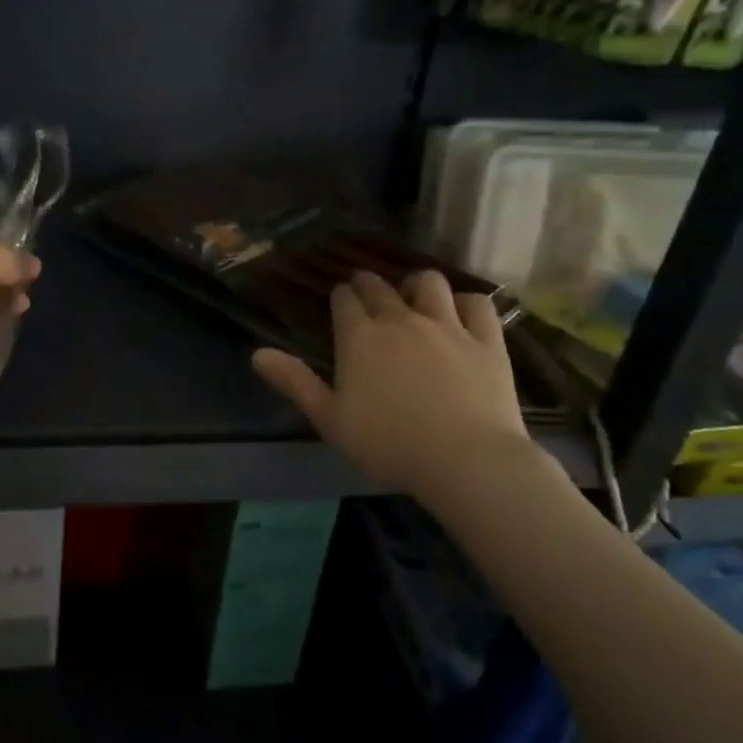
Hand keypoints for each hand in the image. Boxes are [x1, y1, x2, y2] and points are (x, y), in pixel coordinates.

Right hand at [252, 270, 533, 497]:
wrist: (465, 460)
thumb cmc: (388, 444)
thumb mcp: (330, 419)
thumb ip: (294, 382)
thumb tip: (256, 354)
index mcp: (359, 337)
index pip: (344, 300)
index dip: (341, 298)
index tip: (341, 303)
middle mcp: (400, 320)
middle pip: (380, 287)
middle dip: (369, 285)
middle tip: (367, 293)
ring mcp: (447, 325)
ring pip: (430, 283)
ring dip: (417, 284)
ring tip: (414, 296)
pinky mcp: (486, 339)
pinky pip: (476, 303)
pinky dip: (466, 302)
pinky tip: (461, 312)